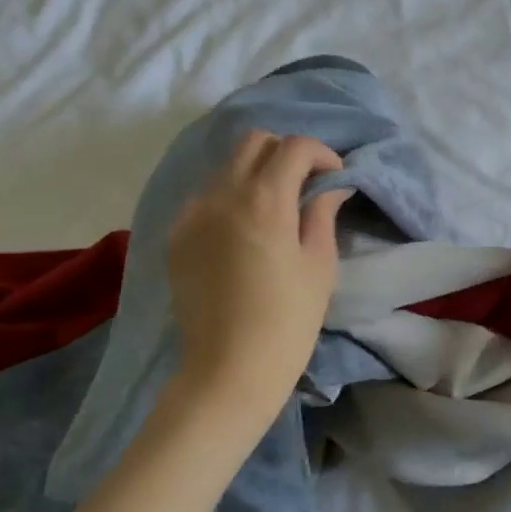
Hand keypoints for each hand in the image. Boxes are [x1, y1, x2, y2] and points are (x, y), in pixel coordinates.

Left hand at [165, 131, 350, 431]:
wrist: (229, 368)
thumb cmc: (288, 319)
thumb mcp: (319, 265)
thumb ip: (322, 214)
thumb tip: (330, 187)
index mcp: (264, 200)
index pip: (293, 147)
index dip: (320, 153)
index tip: (334, 176)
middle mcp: (221, 195)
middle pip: (253, 142)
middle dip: (284, 152)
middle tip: (305, 183)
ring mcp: (192, 214)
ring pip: (225, 167)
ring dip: (255, 172)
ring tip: (275, 206)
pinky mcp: (176, 236)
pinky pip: (205, 197)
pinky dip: (229, 197)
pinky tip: (244, 230)